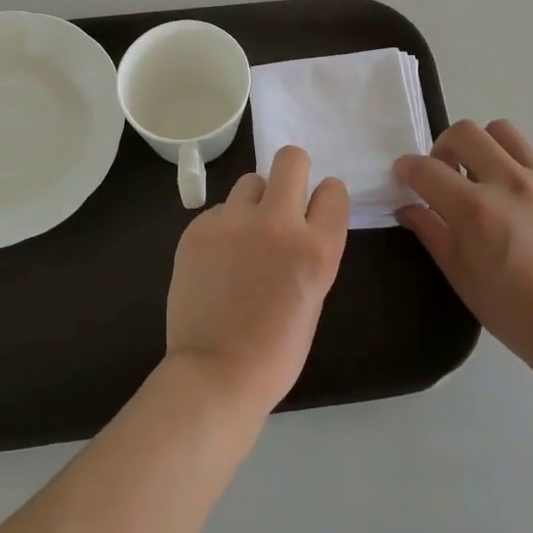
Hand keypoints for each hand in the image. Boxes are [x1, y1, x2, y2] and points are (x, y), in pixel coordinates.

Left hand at [166, 146, 349, 416]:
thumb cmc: (276, 351)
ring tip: (244, 235)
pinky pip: (219, 210)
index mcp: (316, 248)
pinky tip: (217, 259)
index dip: (325, 198)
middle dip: (293, 172)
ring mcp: (234, 222)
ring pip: (250, 181)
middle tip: (283, 201)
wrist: (215, 374)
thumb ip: (310, 251)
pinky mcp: (198, 228)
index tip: (315, 211)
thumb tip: (298, 226)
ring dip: (254, 201)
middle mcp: (278, 223)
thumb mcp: (314, 296)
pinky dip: (223, 227)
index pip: (333, 190)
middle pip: (291, 159)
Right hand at [395, 120, 532, 379]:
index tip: (405, 175)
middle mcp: (510, 183)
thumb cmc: (513, 311)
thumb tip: (408, 207)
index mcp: (475, 209)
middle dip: (444, 146)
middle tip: (446, 172)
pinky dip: (522, 176)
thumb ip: (431, 232)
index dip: (407, 168)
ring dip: (485, 148)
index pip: (426, 168)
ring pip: (504, 133)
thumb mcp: (460, 276)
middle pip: (465, 132)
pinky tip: (526, 208)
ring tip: (486, 177)